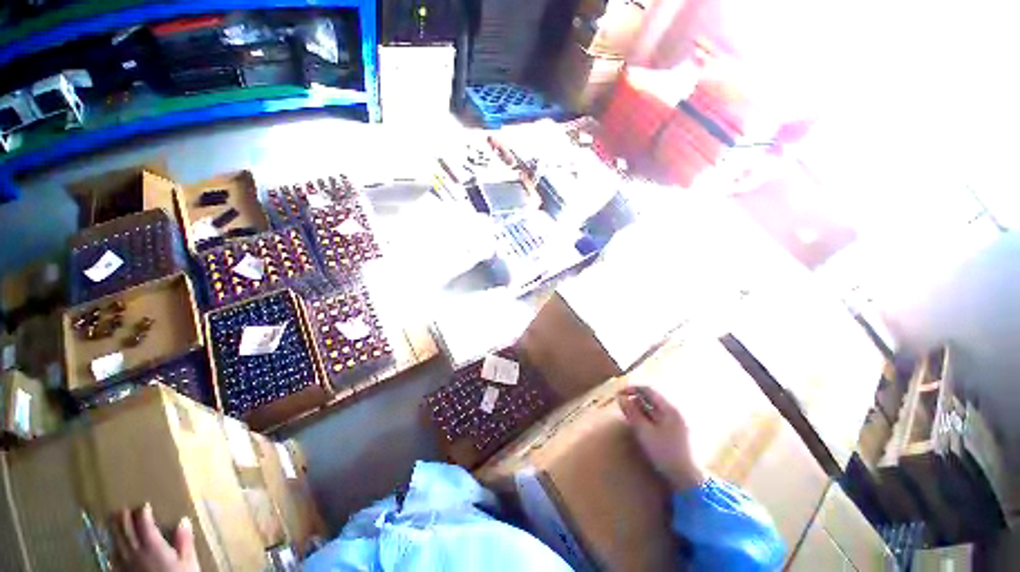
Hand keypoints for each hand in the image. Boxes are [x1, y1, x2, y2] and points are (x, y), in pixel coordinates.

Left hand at [111, 503, 199, 571]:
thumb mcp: (188, 561)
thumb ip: (185, 541)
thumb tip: (183, 520)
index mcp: (152, 545)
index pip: (145, 524)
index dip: (143, 513)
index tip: (144, 505)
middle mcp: (135, 551)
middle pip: (125, 532)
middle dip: (122, 519)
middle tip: (121, 509)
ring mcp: (125, 564)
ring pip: (116, 544)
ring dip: (113, 532)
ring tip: (111, 523)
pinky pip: (113, 559)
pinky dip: (112, 550)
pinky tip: (111, 550)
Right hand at [618, 386, 704, 491]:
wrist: (689, 479)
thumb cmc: (666, 454)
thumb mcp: (644, 433)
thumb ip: (632, 413)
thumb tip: (620, 397)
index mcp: (670, 408)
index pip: (648, 389)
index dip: (632, 389)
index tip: (618, 394)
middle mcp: (675, 411)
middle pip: (652, 397)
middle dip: (635, 398)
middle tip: (622, 405)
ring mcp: (678, 421)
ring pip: (655, 407)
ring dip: (641, 407)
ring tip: (629, 415)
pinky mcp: (678, 430)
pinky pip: (660, 416)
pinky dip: (648, 416)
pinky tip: (642, 425)